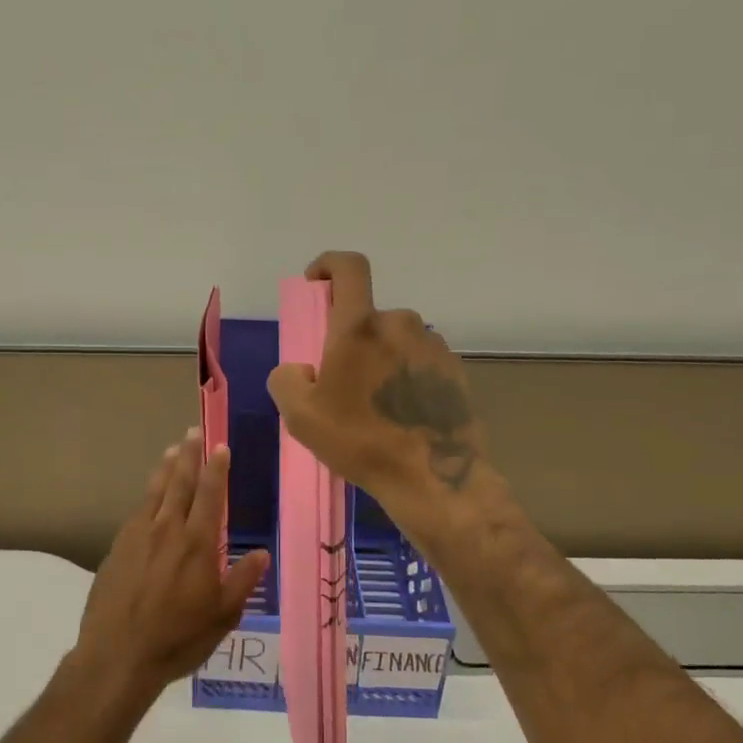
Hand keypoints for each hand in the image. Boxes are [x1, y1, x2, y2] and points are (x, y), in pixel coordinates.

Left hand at [71, 428, 269, 697]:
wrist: (118, 655)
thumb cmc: (178, 638)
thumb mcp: (222, 616)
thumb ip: (242, 580)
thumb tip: (261, 552)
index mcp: (197, 544)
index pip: (209, 495)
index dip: (216, 468)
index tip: (220, 446)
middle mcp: (167, 530)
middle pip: (179, 483)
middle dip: (189, 455)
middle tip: (193, 431)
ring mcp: (138, 537)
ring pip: (154, 492)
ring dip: (165, 468)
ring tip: (172, 449)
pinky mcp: (117, 548)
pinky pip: (136, 511)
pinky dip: (146, 495)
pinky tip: (149, 494)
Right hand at [266, 252, 488, 533]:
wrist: (434, 478)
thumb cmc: (361, 442)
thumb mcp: (301, 416)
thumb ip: (287, 379)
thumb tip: (302, 369)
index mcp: (360, 327)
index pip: (348, 267)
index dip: (328, 264)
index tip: (317, 283)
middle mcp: (400, 324)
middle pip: (369, 317)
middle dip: (352, 340)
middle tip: (343, 383)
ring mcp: (433, 346)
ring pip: (396, 340)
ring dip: (381, 360)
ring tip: (375, 407)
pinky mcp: (455, 370)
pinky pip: (420, 361)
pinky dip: (406, 377)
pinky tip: (403, 415)